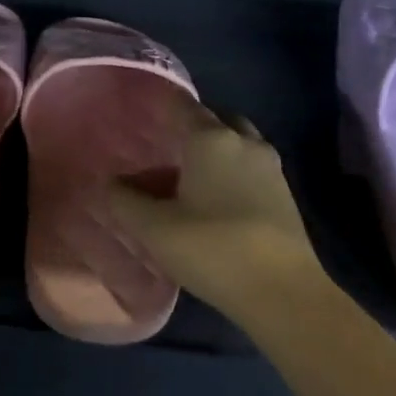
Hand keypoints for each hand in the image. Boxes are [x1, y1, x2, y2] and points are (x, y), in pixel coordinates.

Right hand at [108, 97, 327, 326]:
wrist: (282, 291)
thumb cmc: (212, 248)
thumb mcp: (154, 228)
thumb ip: (125, 200)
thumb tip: (110, 182)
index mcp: (212, 139)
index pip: (182, 106)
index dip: (160, 104)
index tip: (140, 110)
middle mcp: (245, 142)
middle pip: (215, 119)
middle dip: (192, 125)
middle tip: (165, 143)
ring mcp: (271, 168)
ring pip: (238, 142)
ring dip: (216, 148)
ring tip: (188, 171)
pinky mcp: (284, 195)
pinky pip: (251, 167)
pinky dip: (232, 169)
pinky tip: (214, 196)